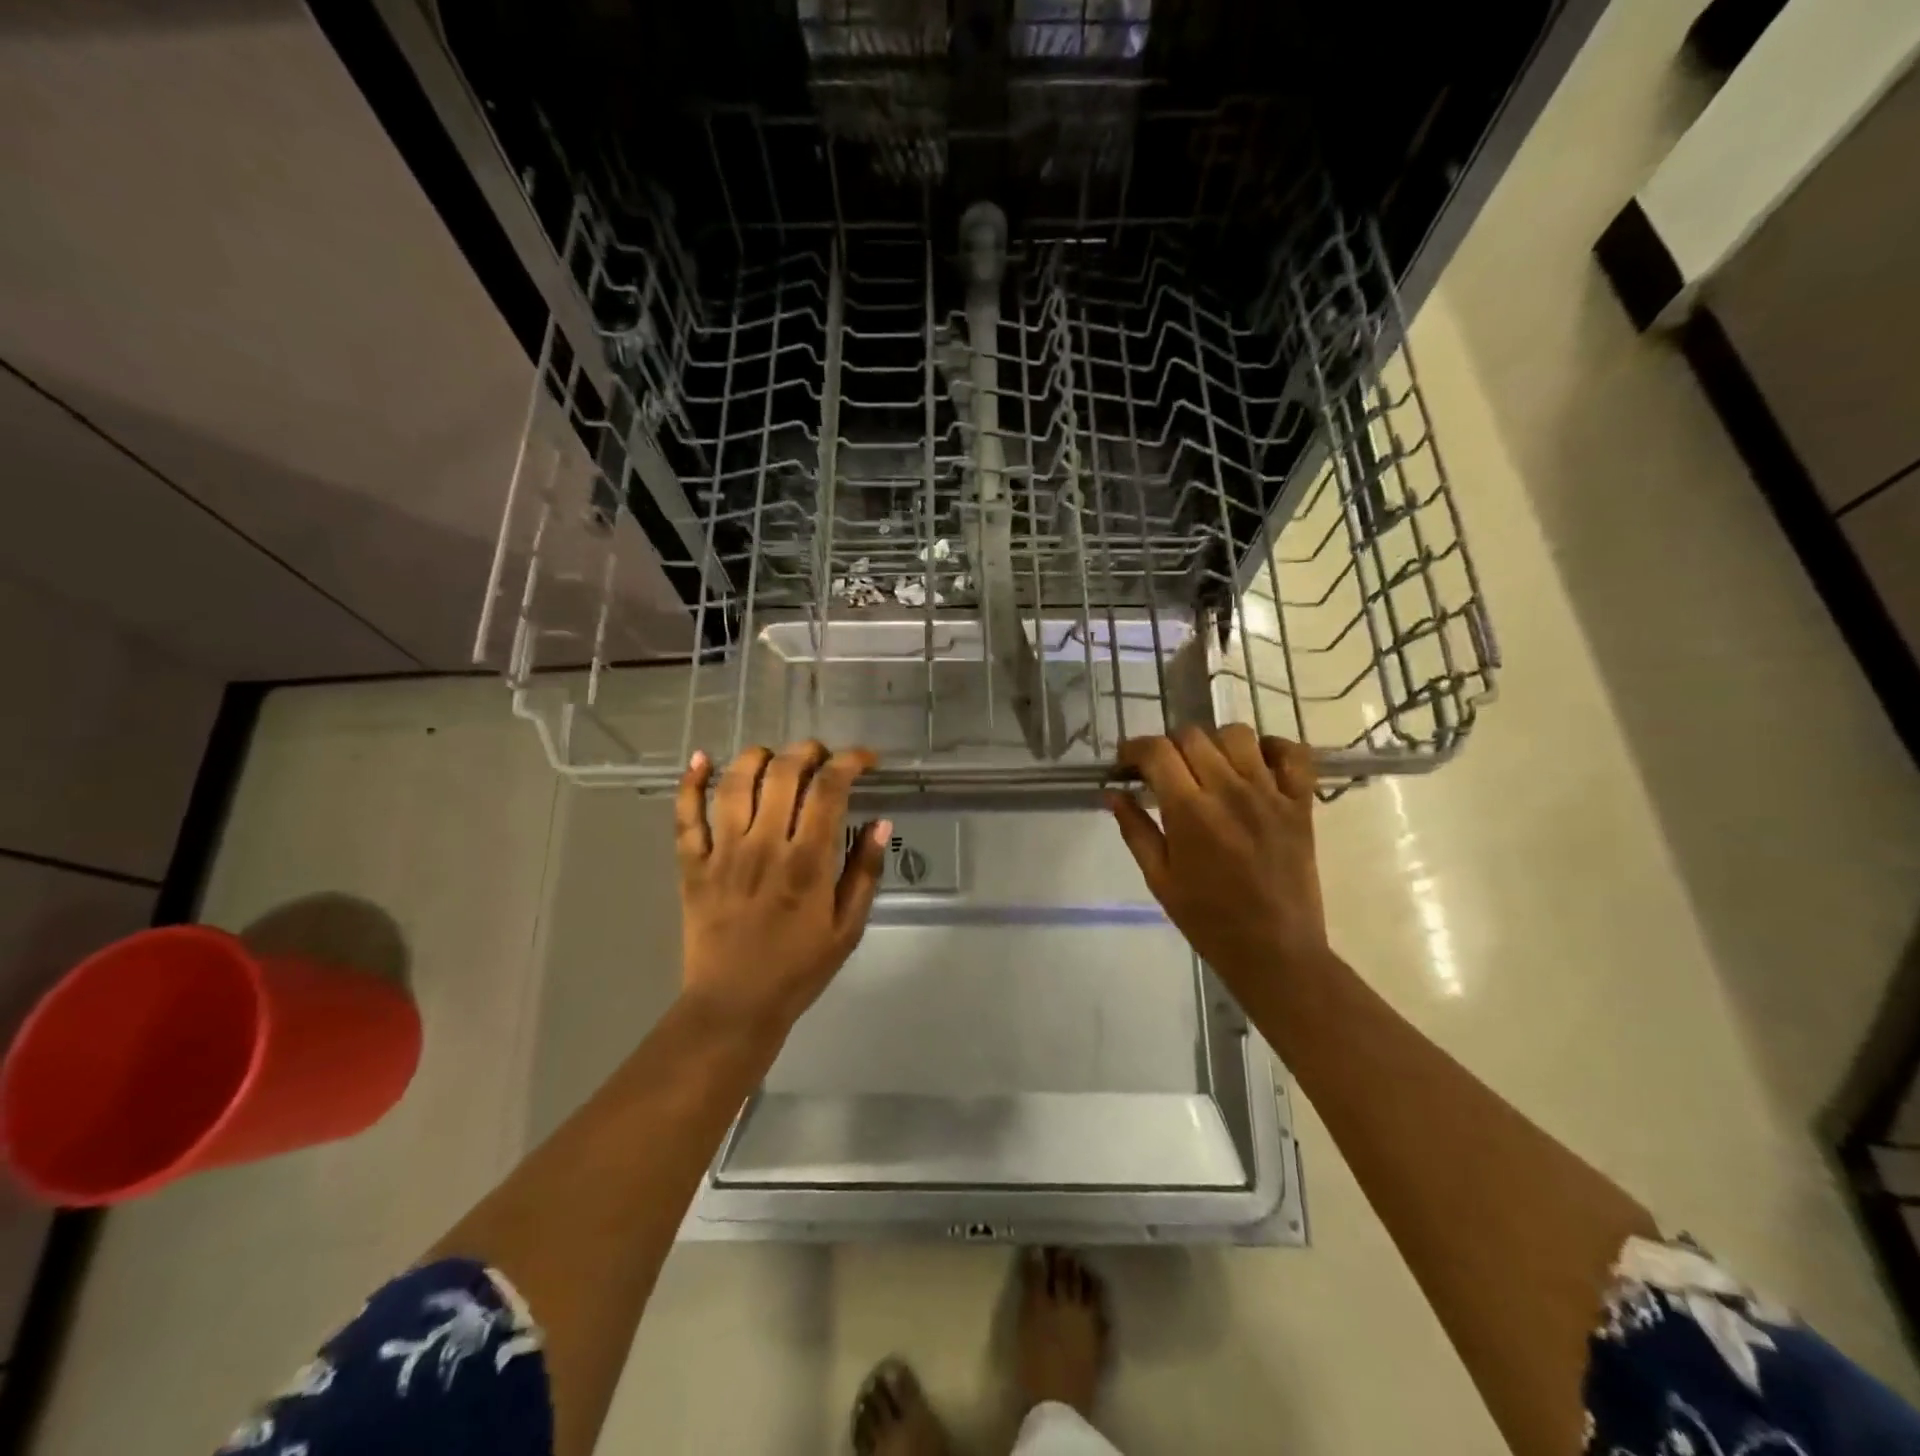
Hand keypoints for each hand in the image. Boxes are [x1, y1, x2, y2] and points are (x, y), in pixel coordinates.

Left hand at [676, 742, 889, 1035]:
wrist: (734, 1006)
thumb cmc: (799, 969)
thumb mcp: (849, 928)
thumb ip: (865, 872)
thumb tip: (880, 822)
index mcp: (807, 863)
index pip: (828, 790)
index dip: (849, 762)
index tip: (864, 759)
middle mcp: (764, 846)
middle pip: (782, 774)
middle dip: (806, 751)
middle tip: (821, 756)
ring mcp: (723, 853)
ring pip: (734, 783)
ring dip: (757, 756)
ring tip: (774, 756)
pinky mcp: (692, 865)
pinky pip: (686, 816)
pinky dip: (690, 782)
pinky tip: (700, 758)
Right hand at [1106, 726, 1330, 993]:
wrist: (1275, 950)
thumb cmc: (1208, 920)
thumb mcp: (1159, 879)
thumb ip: (1135, 830)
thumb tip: (1113, 793)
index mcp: (1190, 812)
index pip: (1157, 751)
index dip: (1134, 748)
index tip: (1127, 763)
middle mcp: (1230, 792)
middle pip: (1193, 736)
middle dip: (1168, 746)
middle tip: (1163, 771)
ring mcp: (1271, 794)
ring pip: (1238, 734)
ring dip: (1214, 743)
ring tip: (1207, 767)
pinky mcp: (1301, 804)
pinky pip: (1293, 754)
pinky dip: (1273, 748)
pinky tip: (1255, 764)